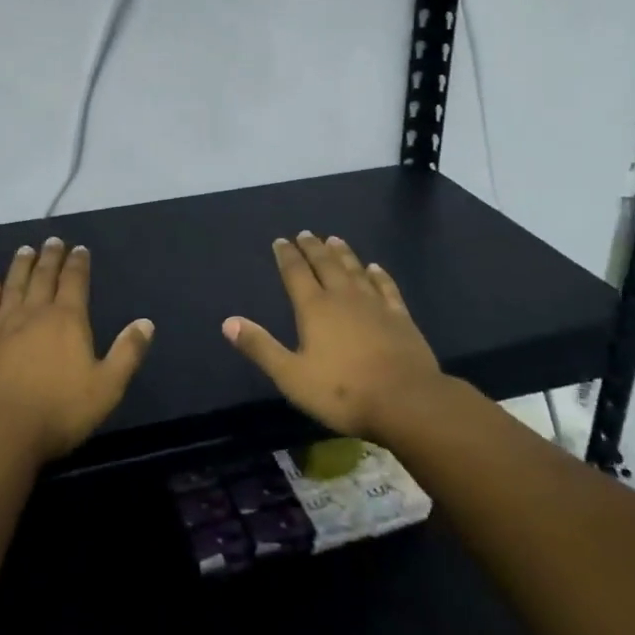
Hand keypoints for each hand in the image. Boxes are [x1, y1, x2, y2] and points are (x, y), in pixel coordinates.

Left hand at [0, 238, 153, 464]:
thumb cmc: (59, 411)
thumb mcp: (107, 387)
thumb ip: (127, 353)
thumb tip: (146, 323)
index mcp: (67, 320)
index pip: (75, 282)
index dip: (78, 264)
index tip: (79, 248)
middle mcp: (33, 314)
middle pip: (42, 278)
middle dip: (49, 258)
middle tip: (52, 241)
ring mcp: (1, 328)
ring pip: (12, 287)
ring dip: (20, 267)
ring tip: (24, 250)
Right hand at [222, 232, 447, 440]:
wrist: (406, 401)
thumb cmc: (343, 392)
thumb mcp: (291, 376)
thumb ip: (260, 347)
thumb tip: (228, 322)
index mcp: (314, 308)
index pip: (296, 273)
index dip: (286, 256)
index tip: (280, 241)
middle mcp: (343, 297)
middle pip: (325, 264)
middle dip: (313, 248)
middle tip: (306, 233)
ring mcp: (375, 305)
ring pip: (355, 270)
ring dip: (343, 254)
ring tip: (334, 239)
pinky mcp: (400, 317)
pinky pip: (386, 287)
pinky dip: (379, 275)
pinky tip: (376, 268)